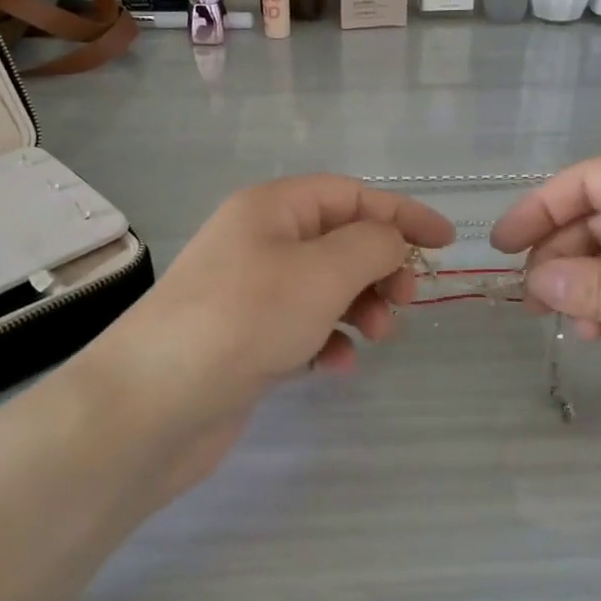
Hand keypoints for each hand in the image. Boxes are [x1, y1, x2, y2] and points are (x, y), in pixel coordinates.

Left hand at [75, 176, 454, 490]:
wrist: (154, 405)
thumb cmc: (244, 319)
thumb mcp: (322, 272)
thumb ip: (372, 246)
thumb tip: (393, 242)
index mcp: (271, 208)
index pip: (351, 195)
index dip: (402, 213)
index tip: (446, 242)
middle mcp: (259, 242)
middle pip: (340, 240)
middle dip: (380, 267)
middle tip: (404, 300)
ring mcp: (250, 292)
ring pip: (325, 286)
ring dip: (360, 306)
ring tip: (377, 336)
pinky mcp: (246, 338)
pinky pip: (303, 327)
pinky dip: (328, 341)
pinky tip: (335, 367)